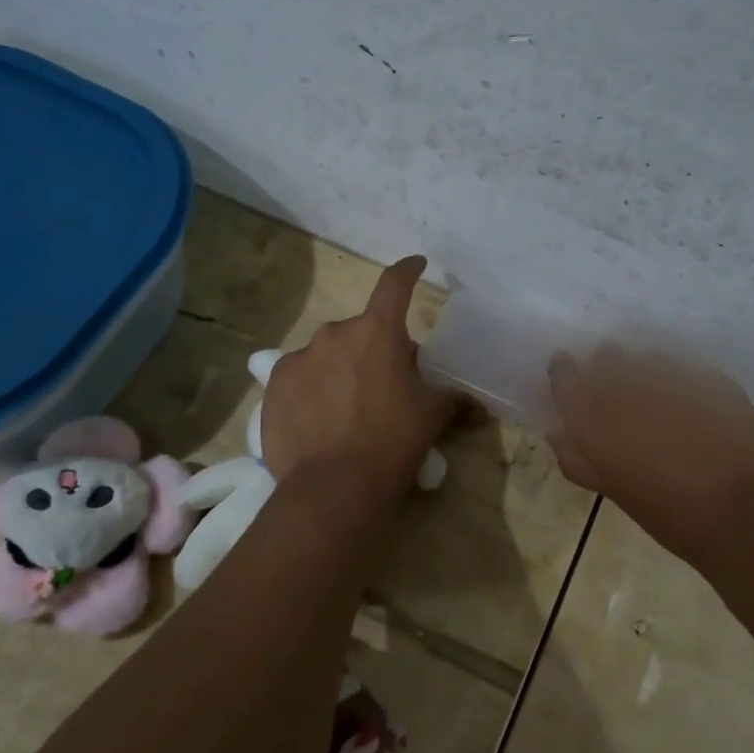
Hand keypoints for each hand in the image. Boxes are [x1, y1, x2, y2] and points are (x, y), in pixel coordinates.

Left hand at [260, 257, 457, 493]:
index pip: (395, 285)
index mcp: (377, 332)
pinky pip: (299, 377)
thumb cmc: (392, 442)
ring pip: (327, 354)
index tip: (416, 265)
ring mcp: (298, 359)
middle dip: (375, 349)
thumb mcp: (432, 417)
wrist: (333, 487)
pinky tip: (318, 421)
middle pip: (361, 331)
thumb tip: (479, 408)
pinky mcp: (274, 386)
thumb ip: (454, 402)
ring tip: (348, 409)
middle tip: (385, 384)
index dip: (408, 271)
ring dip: (340, 369)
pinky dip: (311, 389)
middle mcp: (334, 334)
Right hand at [548, 347, 753, 583]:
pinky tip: (686, 398)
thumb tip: (558, 432)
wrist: (745, 521)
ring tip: (649, 386)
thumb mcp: (615, 492)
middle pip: (606, 361)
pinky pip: (684, 369)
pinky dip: (677, 378)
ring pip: (646, 360)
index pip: (567, 382)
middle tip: (608, 371)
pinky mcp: (714, 381)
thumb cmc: (670, 517)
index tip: (565, 365)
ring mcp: (675, 383)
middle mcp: (631, 395)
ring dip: (641, 368)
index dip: (563, 372)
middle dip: (604, 364)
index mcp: (598, 425)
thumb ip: (579, 460)